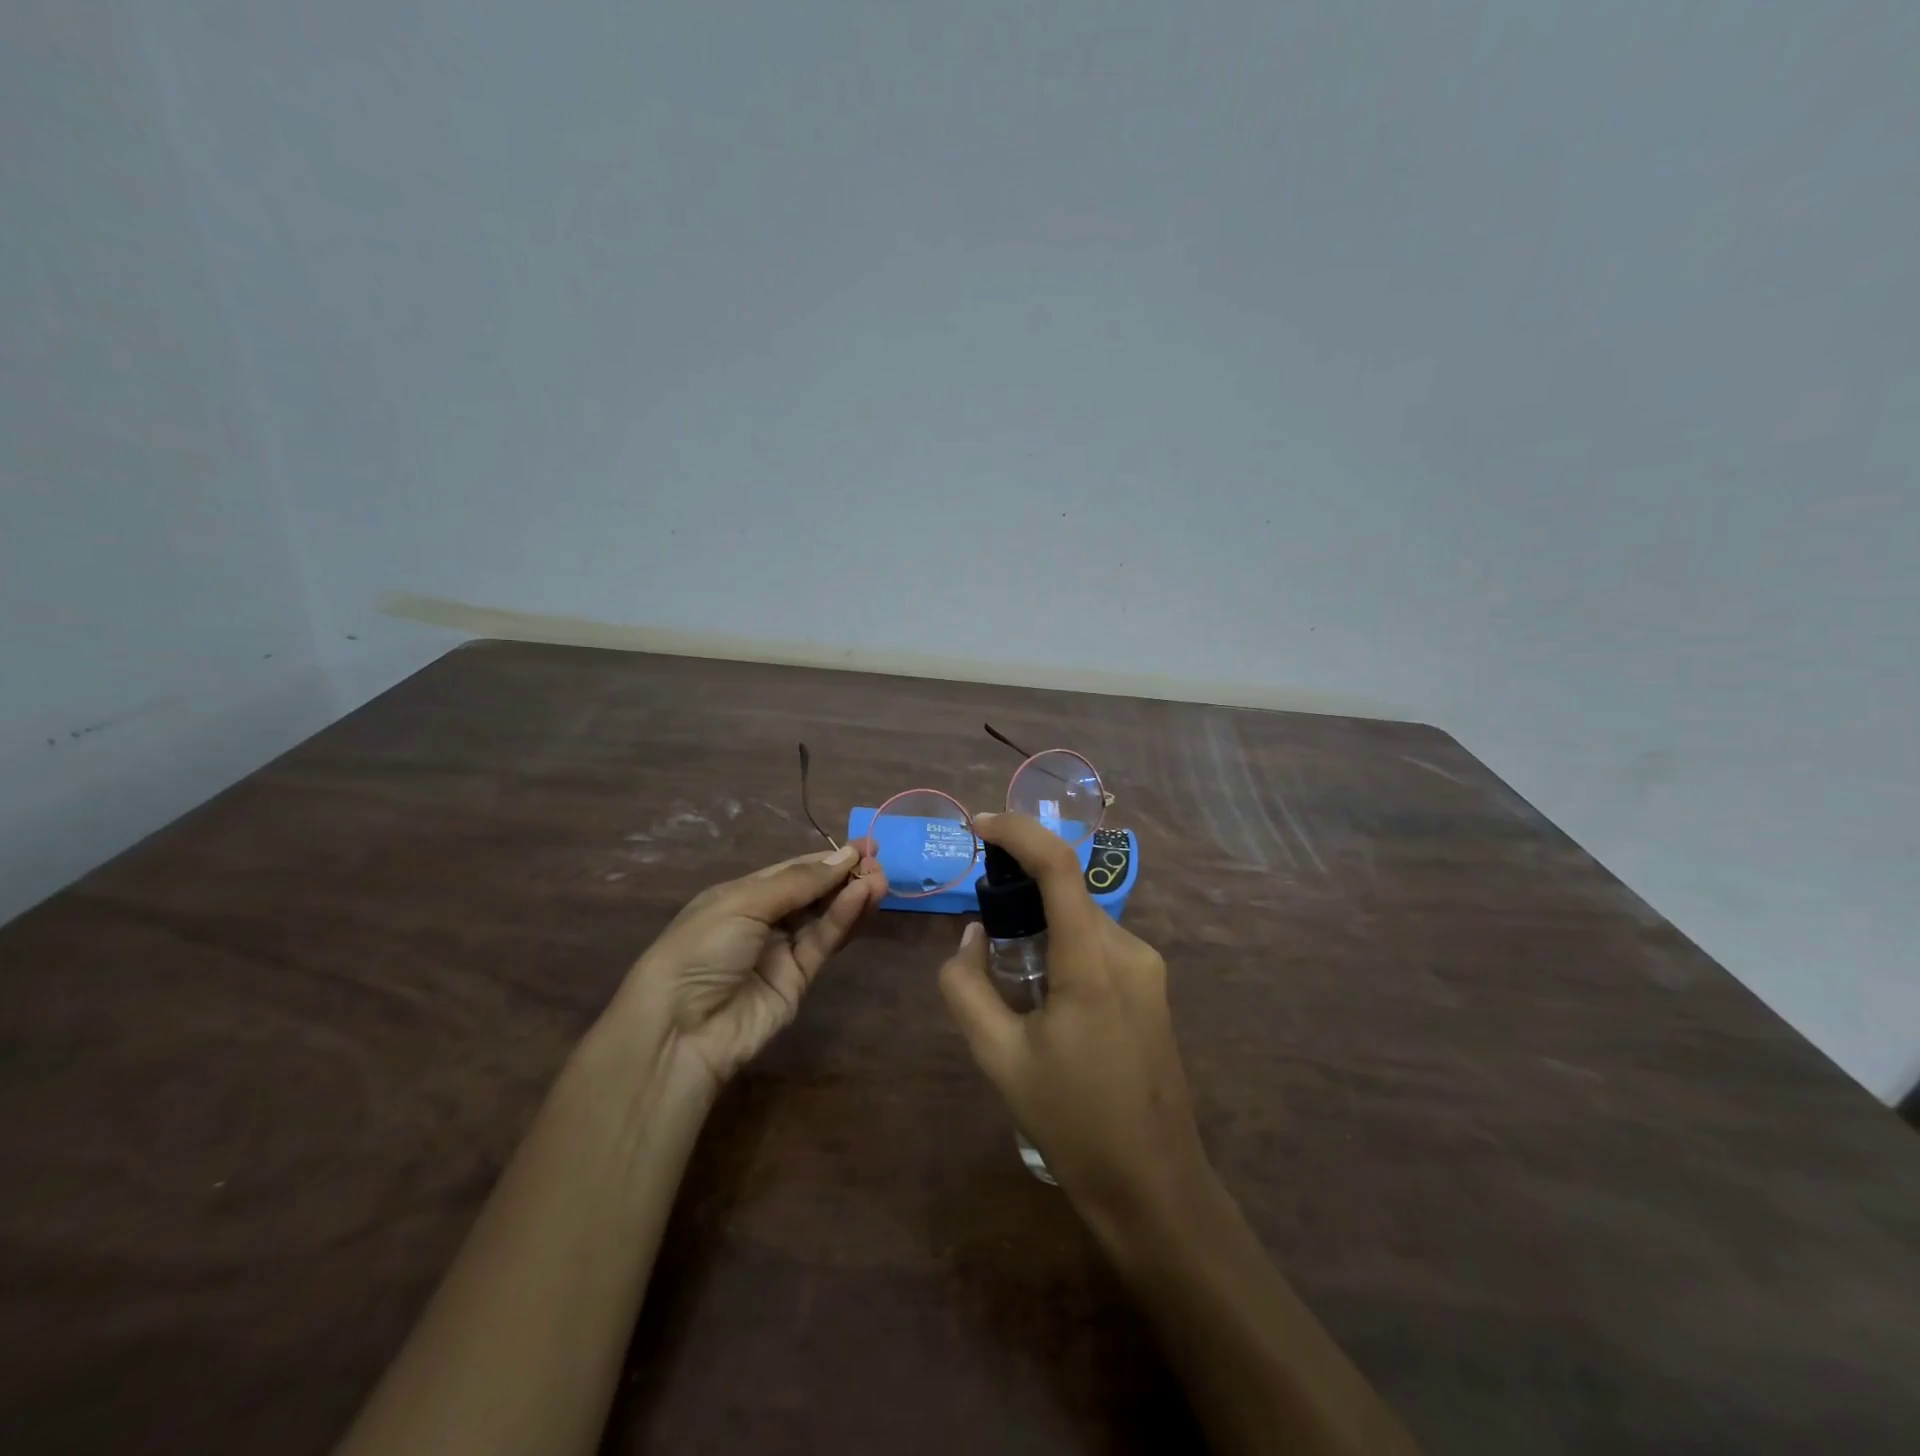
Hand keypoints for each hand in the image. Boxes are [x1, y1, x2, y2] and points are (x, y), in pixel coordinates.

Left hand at [613, 844, 884, 1090]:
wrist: (680, 1029)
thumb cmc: (701, 949)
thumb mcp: (744, 902)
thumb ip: (798, 881)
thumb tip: (844, 856)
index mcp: (743, 895)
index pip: (794, 870)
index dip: (828, 858)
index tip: (865, 845)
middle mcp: (765, 919)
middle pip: (814, 892)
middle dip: (846, 875)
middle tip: (878, 861)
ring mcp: (782, 951)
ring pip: (825, 916)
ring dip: (852, 896)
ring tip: (881, 879)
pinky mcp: (799, 979)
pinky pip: (824, 942)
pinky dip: (844, 919)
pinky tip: (862, 898)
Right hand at [938, 813, 1207, 1229]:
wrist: (1154, 1186)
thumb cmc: (1072, 1123)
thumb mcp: (999, 1058)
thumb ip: (967, 987)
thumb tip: (968, 937)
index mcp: (1092, 962)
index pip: (1059, 866)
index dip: (1018, 832)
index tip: (979, 825)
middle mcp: (1128, 950)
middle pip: (1067, 892)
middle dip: (1020, 886)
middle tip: (980, 922)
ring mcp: (1148, 969)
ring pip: (1082, 919)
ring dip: (1041, 922)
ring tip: (1008, 973)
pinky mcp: (1152, 988)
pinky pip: (1099, 944)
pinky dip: (1063, 944)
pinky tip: (1044, 996)